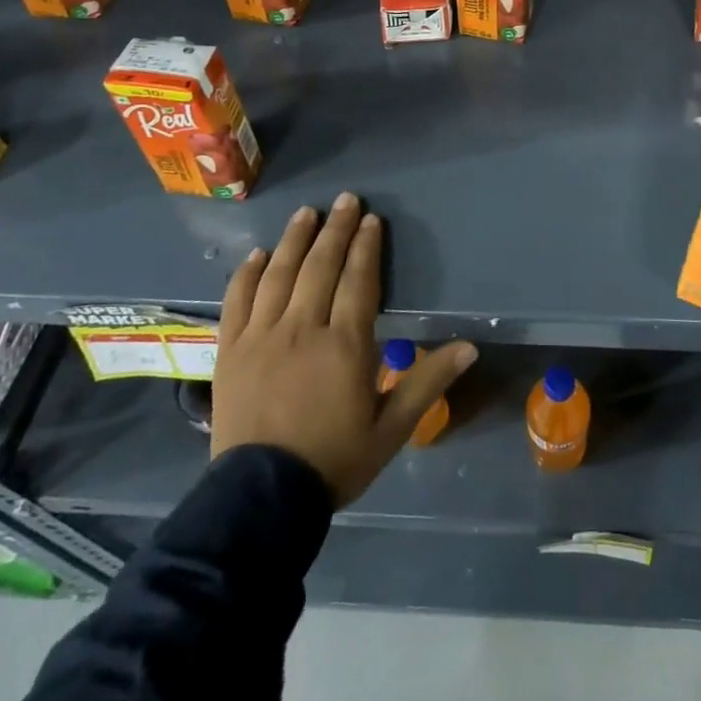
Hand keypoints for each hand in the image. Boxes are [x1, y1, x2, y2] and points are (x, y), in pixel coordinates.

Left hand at [211, 193, 476, 505]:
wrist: (260, 500)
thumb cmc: (334, 460)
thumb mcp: (391, 428)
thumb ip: (427, 381)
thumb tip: (470, 346)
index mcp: (344, 343)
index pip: (358, 280)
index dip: (366, 247)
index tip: (372, 220)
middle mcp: (302, 328)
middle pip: (321, 266)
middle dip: (336, 230)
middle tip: (346, 200)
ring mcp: (261, 336)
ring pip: (279, 275)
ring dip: (295, 240)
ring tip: (307, 213)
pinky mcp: (230, 351)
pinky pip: (237, 301)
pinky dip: (248, 274)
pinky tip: (258, 255)